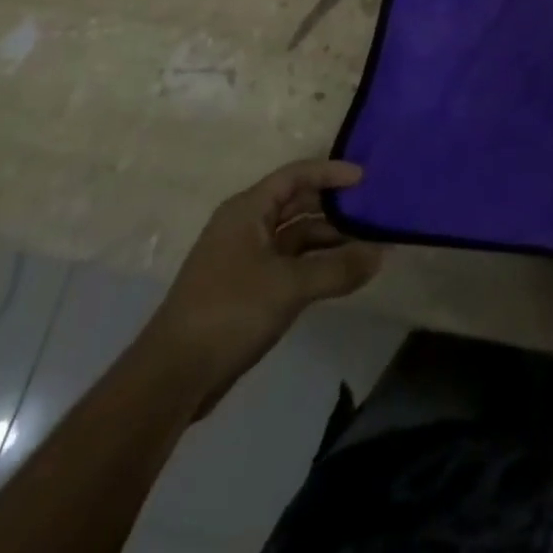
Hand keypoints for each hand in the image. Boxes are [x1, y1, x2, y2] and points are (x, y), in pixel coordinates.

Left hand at [140, 160, 382, 412]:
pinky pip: (289, 264)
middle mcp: (245, 226)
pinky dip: (315, 265)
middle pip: (297, 204)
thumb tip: (382, 253)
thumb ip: (338, 268)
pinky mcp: (245, 290)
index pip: (296, 175)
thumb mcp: (290, 286)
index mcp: (247, 210)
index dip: (331, 173)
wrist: (170, 379)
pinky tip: (340, 275)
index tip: (365, 179)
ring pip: (294, 237)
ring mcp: (244, 259)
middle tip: (371, 212)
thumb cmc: (229, 312)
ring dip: (328, 240)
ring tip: (366, 246)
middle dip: (334, 208)